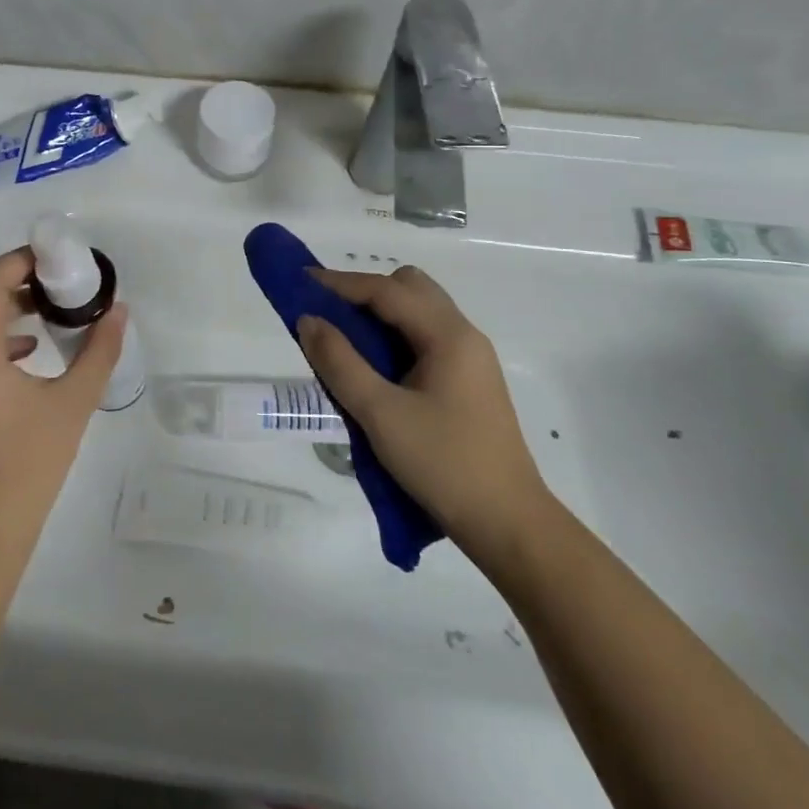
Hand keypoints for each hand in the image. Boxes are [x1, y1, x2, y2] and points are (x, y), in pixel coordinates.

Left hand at [0, 247, 126, 557]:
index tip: (57, 258)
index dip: (20, 260)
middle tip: (54, 276)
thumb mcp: (73, 405)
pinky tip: (29, 350)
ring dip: (1, 301)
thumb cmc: (28, 467)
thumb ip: (99, 351)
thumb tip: (119, 311)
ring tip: (47, 306)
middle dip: (11, 274)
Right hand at [297, 265, 554, 571]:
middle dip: (365, 292)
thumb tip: (308, 320)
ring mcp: (470, 359)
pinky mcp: (468, 382)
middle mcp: (463, 336)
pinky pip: (425, 339)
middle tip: (328, 315)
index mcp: (448, 335)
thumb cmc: (443, 465)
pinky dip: (394, 337)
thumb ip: (340, 362)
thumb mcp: (380, 414)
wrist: (508, 525)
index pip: (387, 290)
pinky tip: (374, 367)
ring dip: (380, 315)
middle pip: (410, 288)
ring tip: (343, 340)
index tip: (300, 282)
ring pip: (419, 313)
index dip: (340, 283)